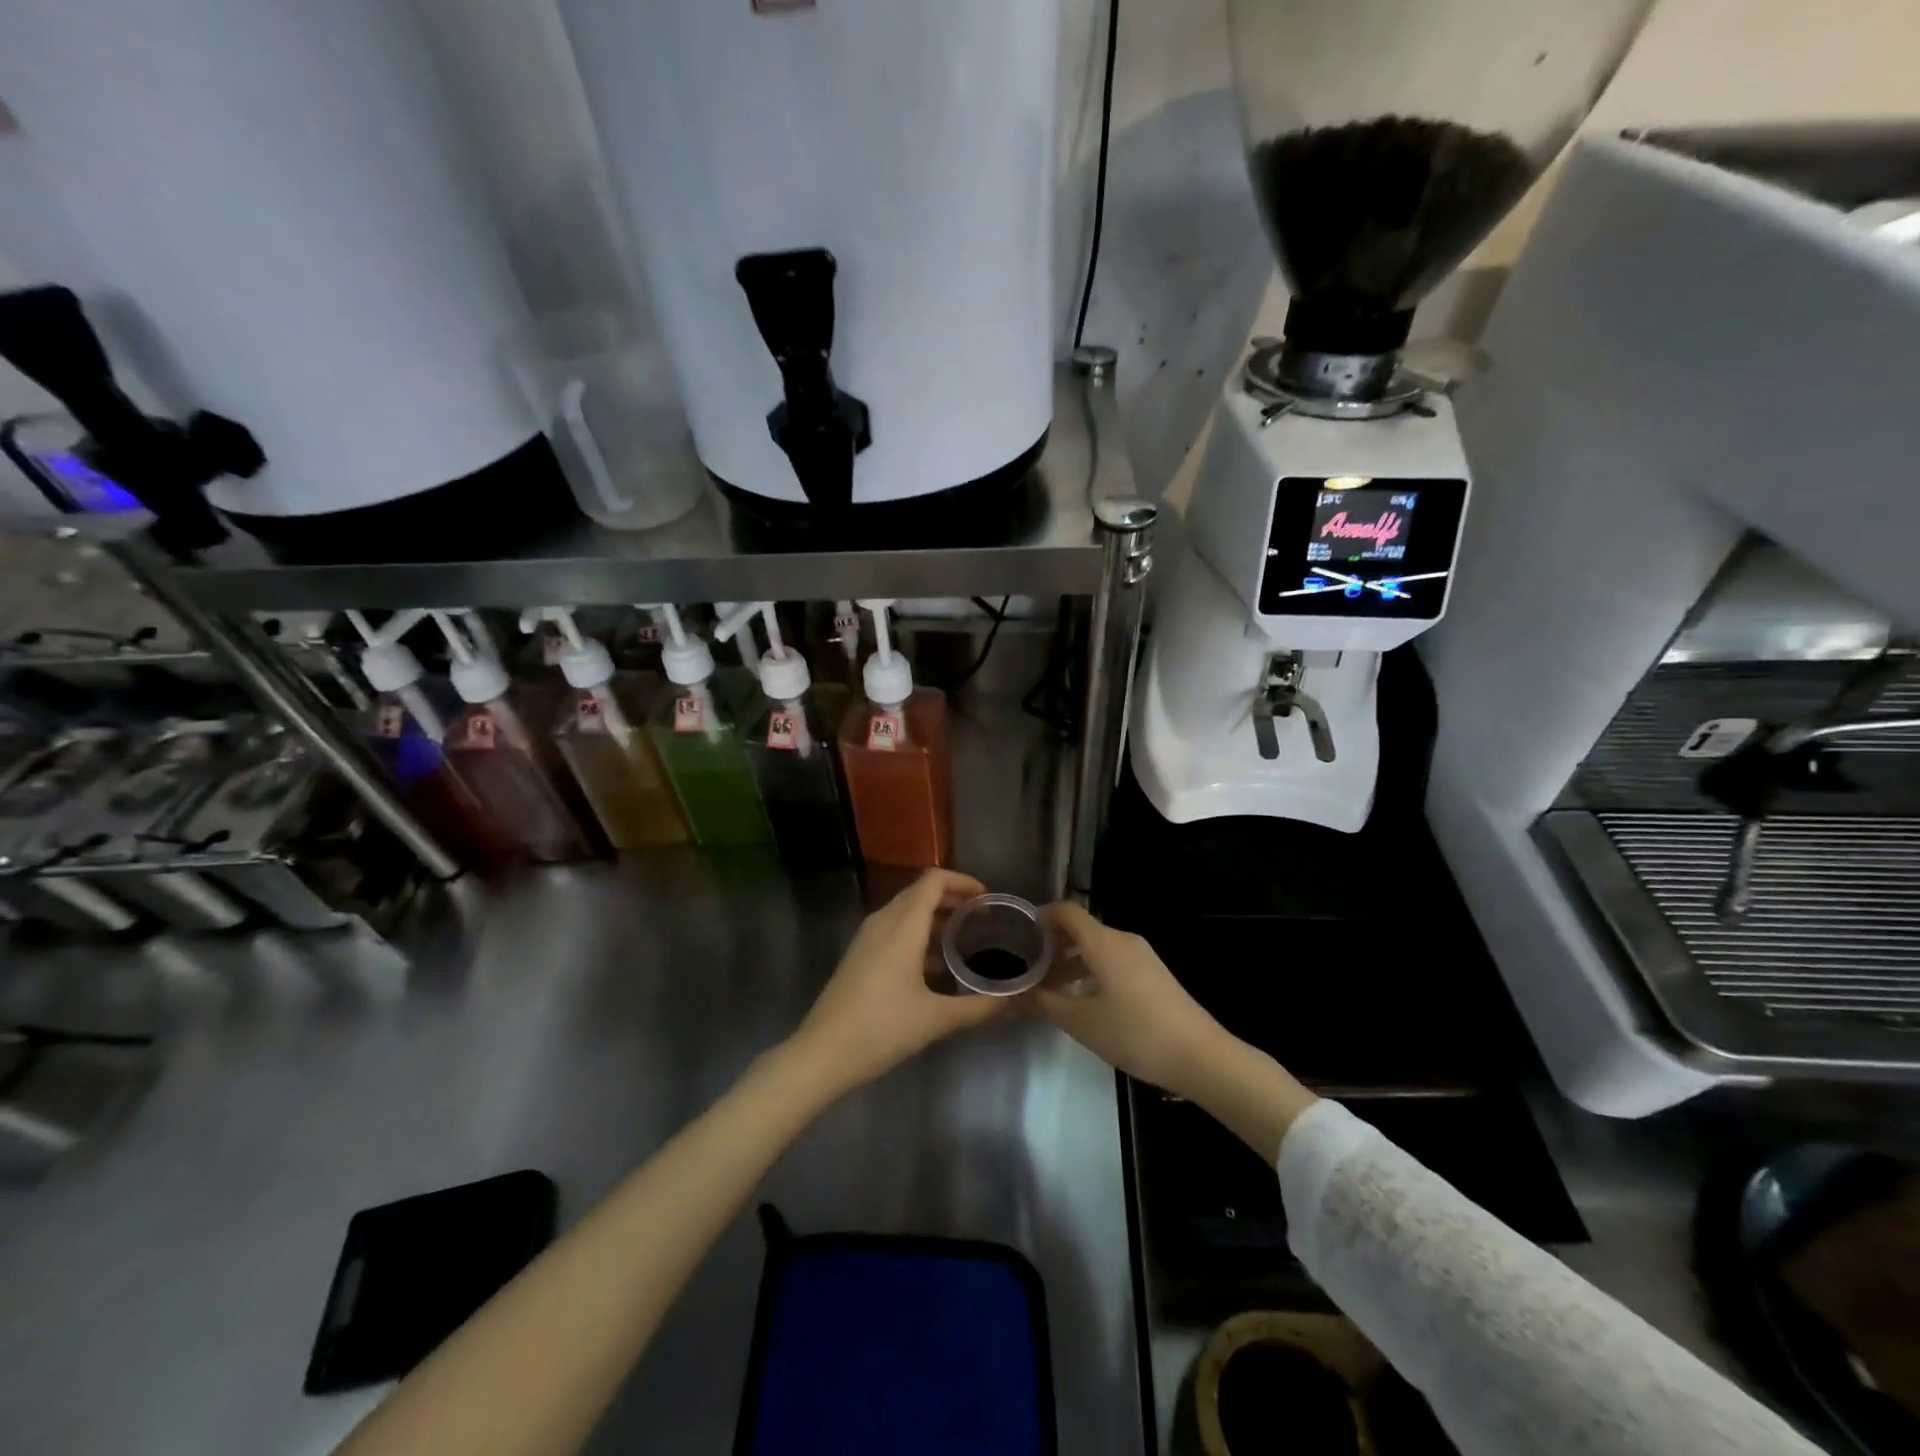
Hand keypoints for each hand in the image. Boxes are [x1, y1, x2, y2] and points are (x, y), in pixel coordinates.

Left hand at [787, 869, 1006, 1094]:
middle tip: (984, 923)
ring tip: (967, 944)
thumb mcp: (935, 1019)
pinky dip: (920, 937)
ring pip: (908, 913)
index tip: (988, 902)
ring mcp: (868, 938)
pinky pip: (896, 931)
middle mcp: (883, 921)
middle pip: (922, 893)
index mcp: (902, 925)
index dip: (963, 882)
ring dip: (937, 921)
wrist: (822, 1054)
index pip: (934, 880)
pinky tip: (938, 969)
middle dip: (954, 901)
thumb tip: (1013, 1001)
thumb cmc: (881, 1028)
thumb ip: (978, 1007)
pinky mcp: (861, 955)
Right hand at [1030, 902, 1229, 1096]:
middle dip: (1053, 945)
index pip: (1066, 911)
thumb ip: (1044, 1003)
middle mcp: (1123, 940)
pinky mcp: (1153, 974)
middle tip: (1029, 969)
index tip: (1019, 934)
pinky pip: (1113, 961)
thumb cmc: (1135, 1033)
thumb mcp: (1081, 1022)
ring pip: (1097, 948)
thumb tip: (1014, 993)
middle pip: (1081, 930)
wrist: (1200, 1056)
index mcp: (1103, 942)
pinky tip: (1083, 1001)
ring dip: (1072, 962)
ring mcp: (1142, 956)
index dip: (1041, 917)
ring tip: (1051, 990)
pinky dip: (1092, 971)